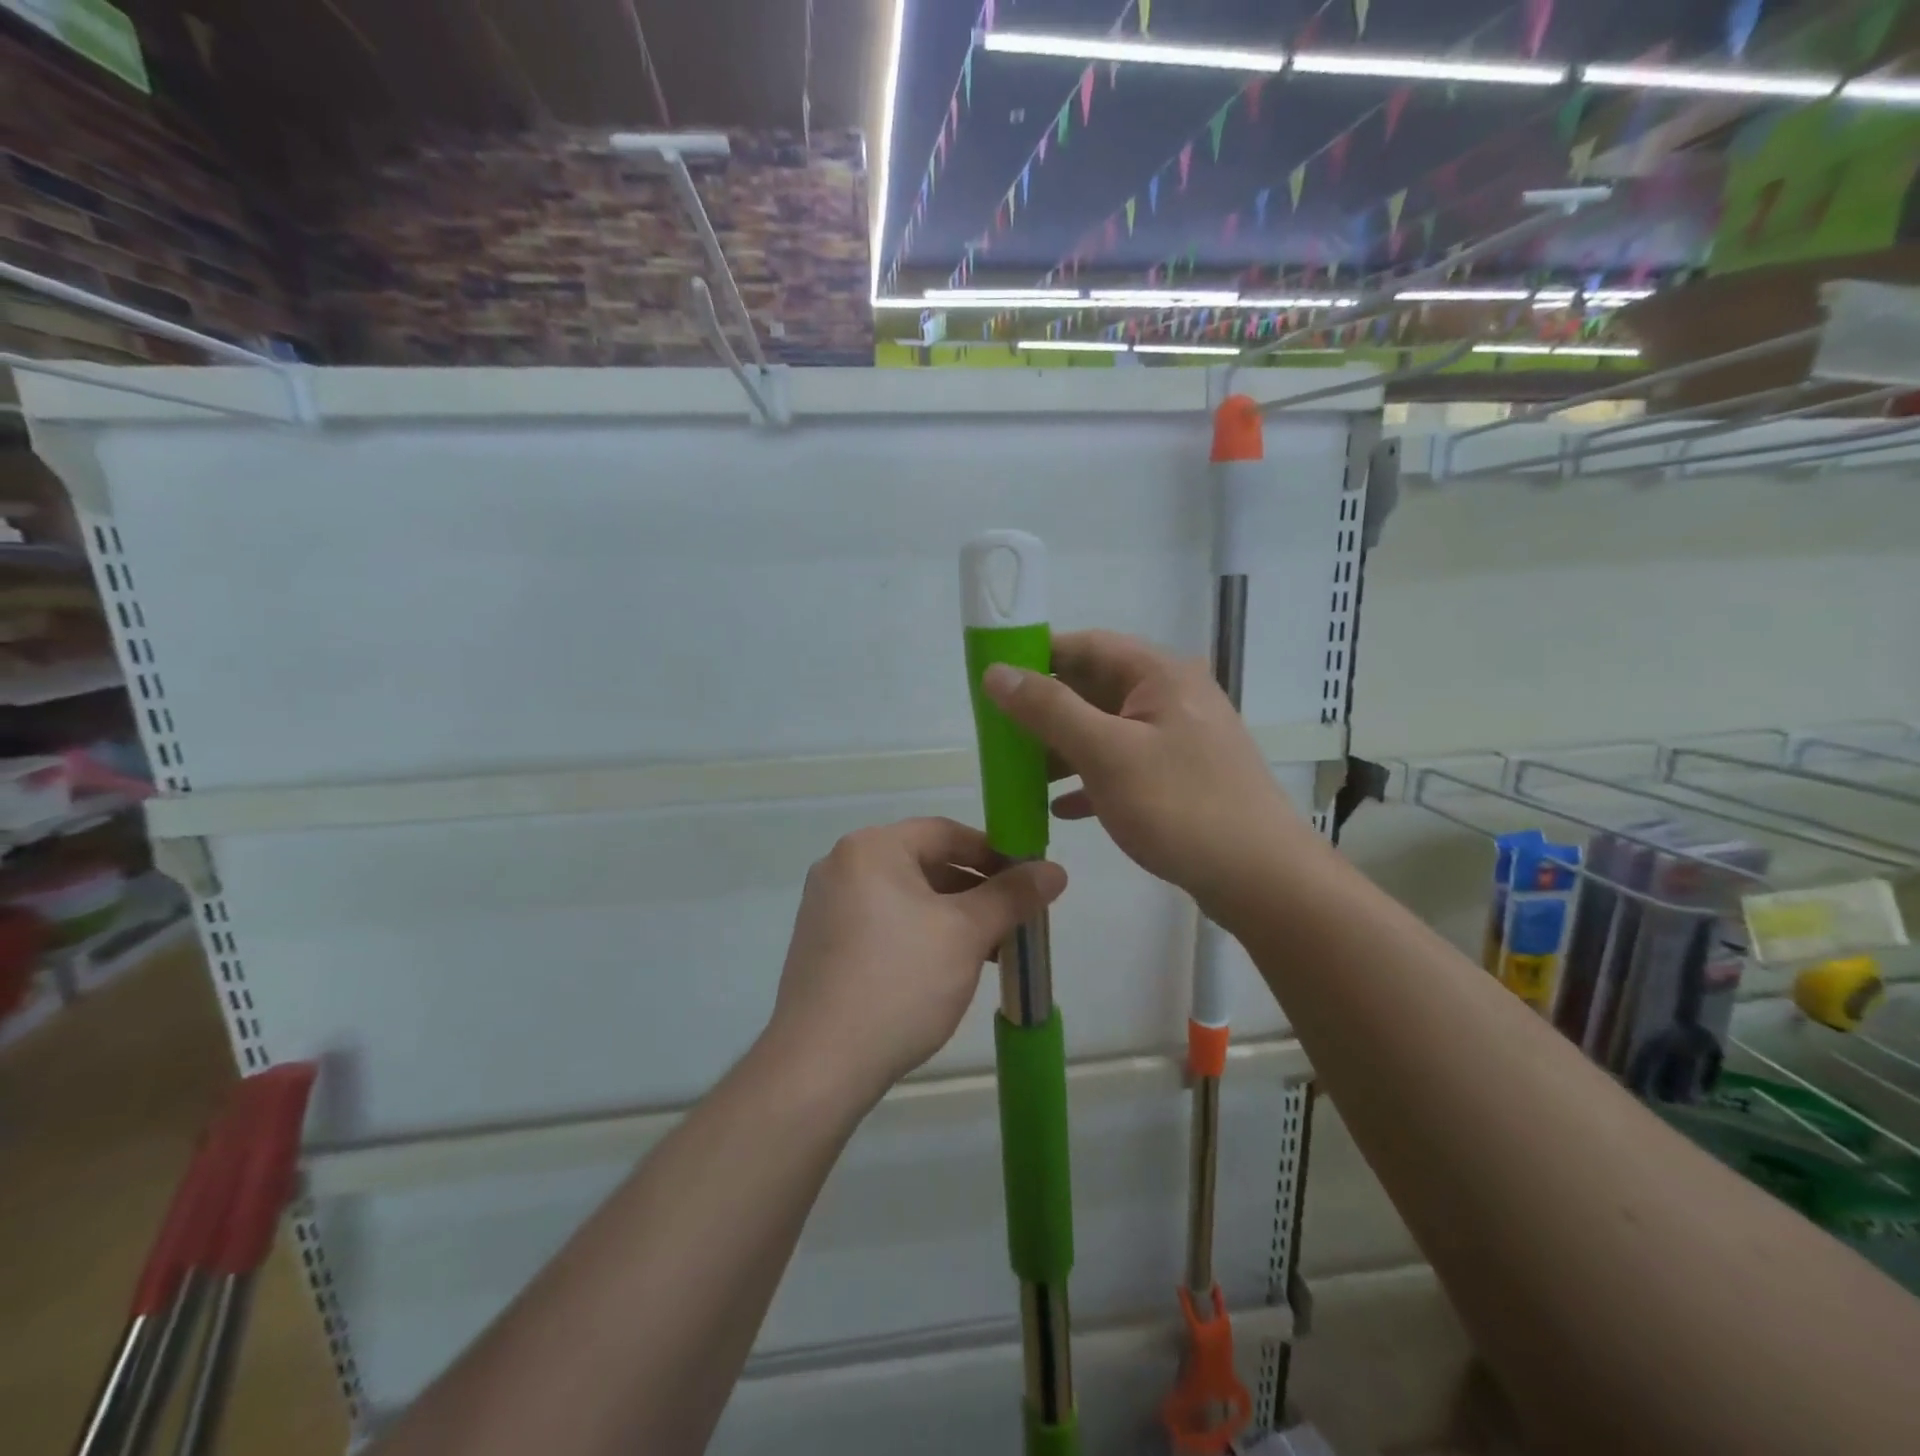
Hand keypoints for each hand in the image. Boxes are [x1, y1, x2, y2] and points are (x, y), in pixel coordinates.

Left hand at [766, 818, 1067, 1105]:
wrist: (820, 1064)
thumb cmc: (900, 982)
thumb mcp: (966, 934)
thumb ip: (1012, 896)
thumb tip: (1055, 870)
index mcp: (871, 849)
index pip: (945, 832)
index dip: (993, 852)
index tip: (1028, 880)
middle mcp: (842, 866)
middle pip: (924, 863)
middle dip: (975, 890)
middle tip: (1014, 919)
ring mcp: (827, 907)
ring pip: (906, 897)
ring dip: (952, 916)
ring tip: (990, 949)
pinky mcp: (823, 944)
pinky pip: (883, 922)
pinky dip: (920, 934)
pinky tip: (947, 968)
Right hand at [982, 630, 1312, 917]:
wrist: (1261, 879)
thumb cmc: (1180, 806)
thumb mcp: (1106, 753)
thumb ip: (1049, 709)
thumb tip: (996, 672)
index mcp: (1160, 675)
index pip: (1087, 645)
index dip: (1037, 655)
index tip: (994, 678)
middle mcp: (1172, 697)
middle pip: (1095, 687)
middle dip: (1046, 708)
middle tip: (999, 731)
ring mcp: (1179, 739)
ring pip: (1107, 729)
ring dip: (1063, 747)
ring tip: (1020, 773)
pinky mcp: (1181, 777)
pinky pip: (1124, 765)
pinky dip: (1090, 779)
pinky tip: (1061, 808)